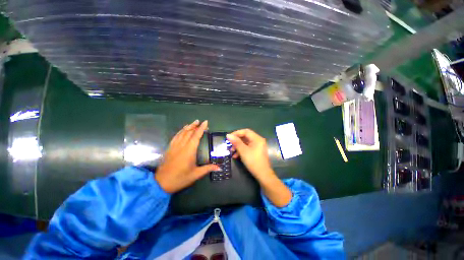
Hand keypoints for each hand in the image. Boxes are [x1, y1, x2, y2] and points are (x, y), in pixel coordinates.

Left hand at [155, 120, 218, 192]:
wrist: (161, 183)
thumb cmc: (180, 178)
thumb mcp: (196, 174)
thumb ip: (208, 168)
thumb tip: (219, 168)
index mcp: (189, 150)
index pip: (196, 136)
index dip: (201, 128)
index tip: (205, 122)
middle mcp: (182, 146)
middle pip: (189, 132)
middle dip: (195, 126)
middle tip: (200, 122)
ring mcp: (174, 146)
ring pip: (182, 133)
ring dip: (188, 127)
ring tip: (193, 123)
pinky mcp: (169, 148)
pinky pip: (175, 136)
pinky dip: (180, 131)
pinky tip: (183, 130)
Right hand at [226, 129, 272, 181]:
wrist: (263, 175)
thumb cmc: (253, 161)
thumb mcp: (243, 151)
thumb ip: (236, 142)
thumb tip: (228, 135)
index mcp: (257, 138)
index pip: (245, 131)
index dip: (236, 133)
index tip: (229, 137)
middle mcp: (258, 140)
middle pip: (245, 137)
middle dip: (236, 141)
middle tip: (229, 145)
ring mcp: (257, 146)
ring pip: (245, 143)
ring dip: (238, 146)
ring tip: (231, 151)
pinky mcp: (256, 151)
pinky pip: (247, 148)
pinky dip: (241, 150)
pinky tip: (236, 156)